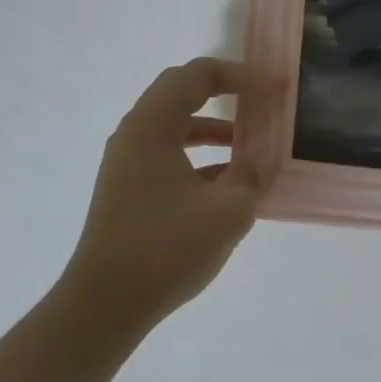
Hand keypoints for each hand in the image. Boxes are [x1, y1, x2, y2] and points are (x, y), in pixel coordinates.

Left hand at [63, 57, 265, 333]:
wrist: (104, 306)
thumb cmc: (165, 249)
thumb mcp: (227, 210)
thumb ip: (251, 175)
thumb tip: (257, 161)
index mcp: (152, 126)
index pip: (198, 75)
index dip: (242, 75)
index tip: (275, 89)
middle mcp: (134, 134)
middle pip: (181, 92)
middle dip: (225, 92)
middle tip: (260, 102)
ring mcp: (127, 163)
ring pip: (176, 126)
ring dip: (214, 128)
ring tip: (251, 144)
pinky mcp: (129, 189)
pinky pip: (169, 155)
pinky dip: (200, 157)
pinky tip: (229, 182)